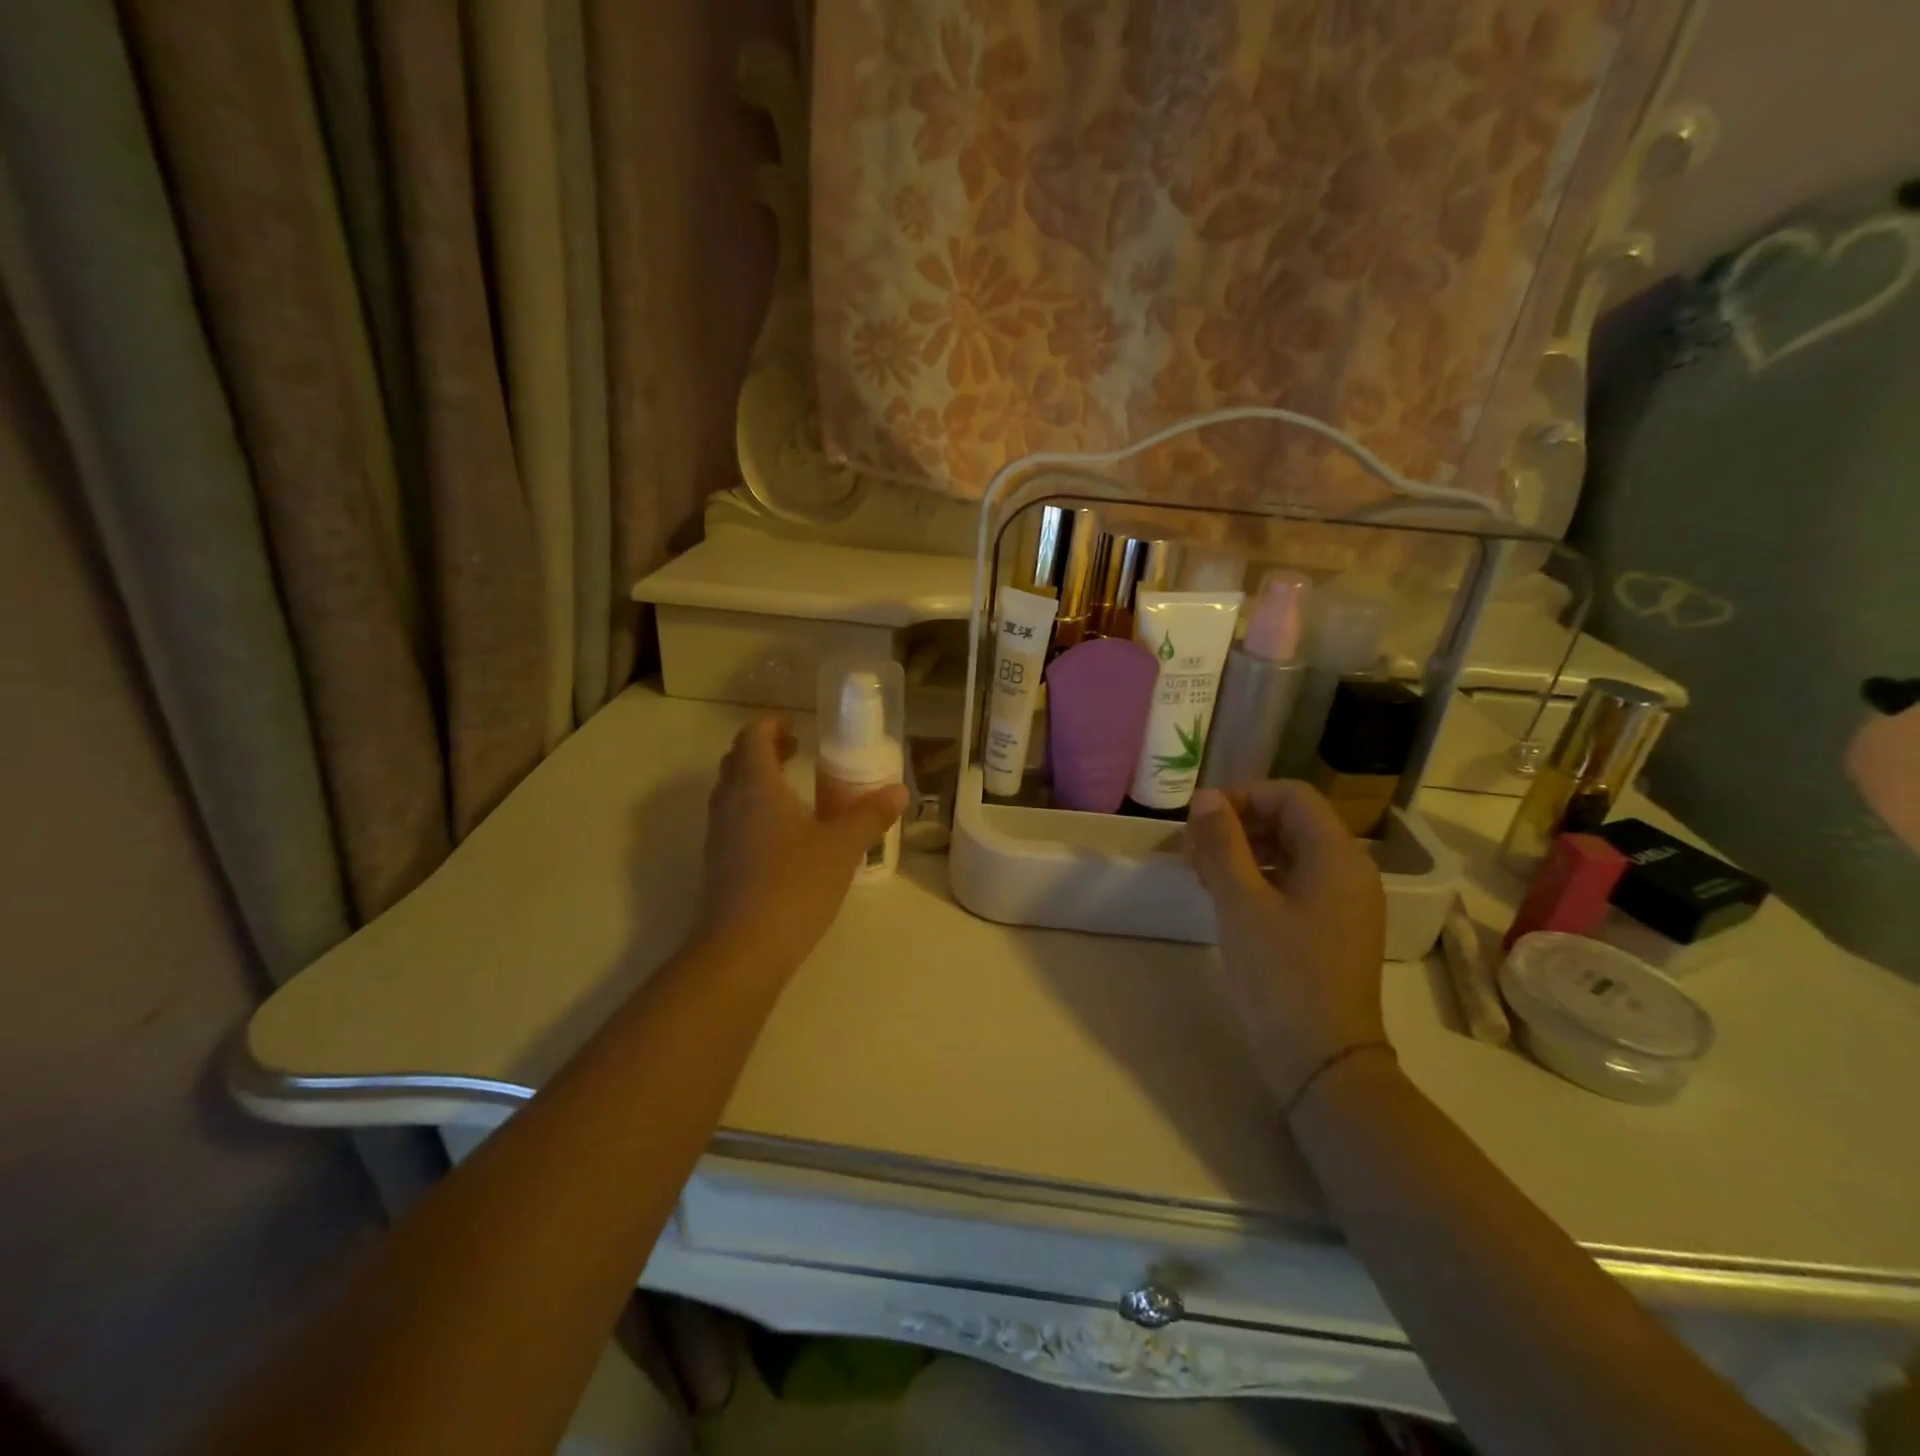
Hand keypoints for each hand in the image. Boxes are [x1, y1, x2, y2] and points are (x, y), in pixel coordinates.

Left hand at [696, 716, 907, 970]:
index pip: (753, 736)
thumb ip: (870, 815)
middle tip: (796, 749)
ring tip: (791, 787)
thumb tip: (899, 790)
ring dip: (756, 778)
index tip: (795, 724)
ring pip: (731, 790)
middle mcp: (729, 802)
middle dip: (764, 748)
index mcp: (756, 785)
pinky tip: (781, 832)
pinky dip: (752, 808)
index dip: (771, 723)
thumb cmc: (794, 885)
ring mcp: (718, 834)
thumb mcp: (842, 847)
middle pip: (737, 760)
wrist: (742, 949)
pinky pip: (732, 818)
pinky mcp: (716, 863)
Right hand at [1186, 783, 1388, 1109]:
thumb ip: (1221, 844)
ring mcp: (1343, 903)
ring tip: (1201, 872)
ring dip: (1243, 851)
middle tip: (1193, 848)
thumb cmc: (1282, 975)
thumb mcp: (1242, 903)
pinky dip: (1257, 878)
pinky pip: (1293, 883)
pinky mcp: (1330, 930)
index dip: (1243, 796)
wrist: (1322, 1062)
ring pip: (1289, 853)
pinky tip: (1225, 897)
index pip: (1291, 796)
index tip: (1199, 819)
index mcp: (1338, 856)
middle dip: (1239, 824)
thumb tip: (1205, 798)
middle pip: (1291, 821)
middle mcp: (1349, 871)